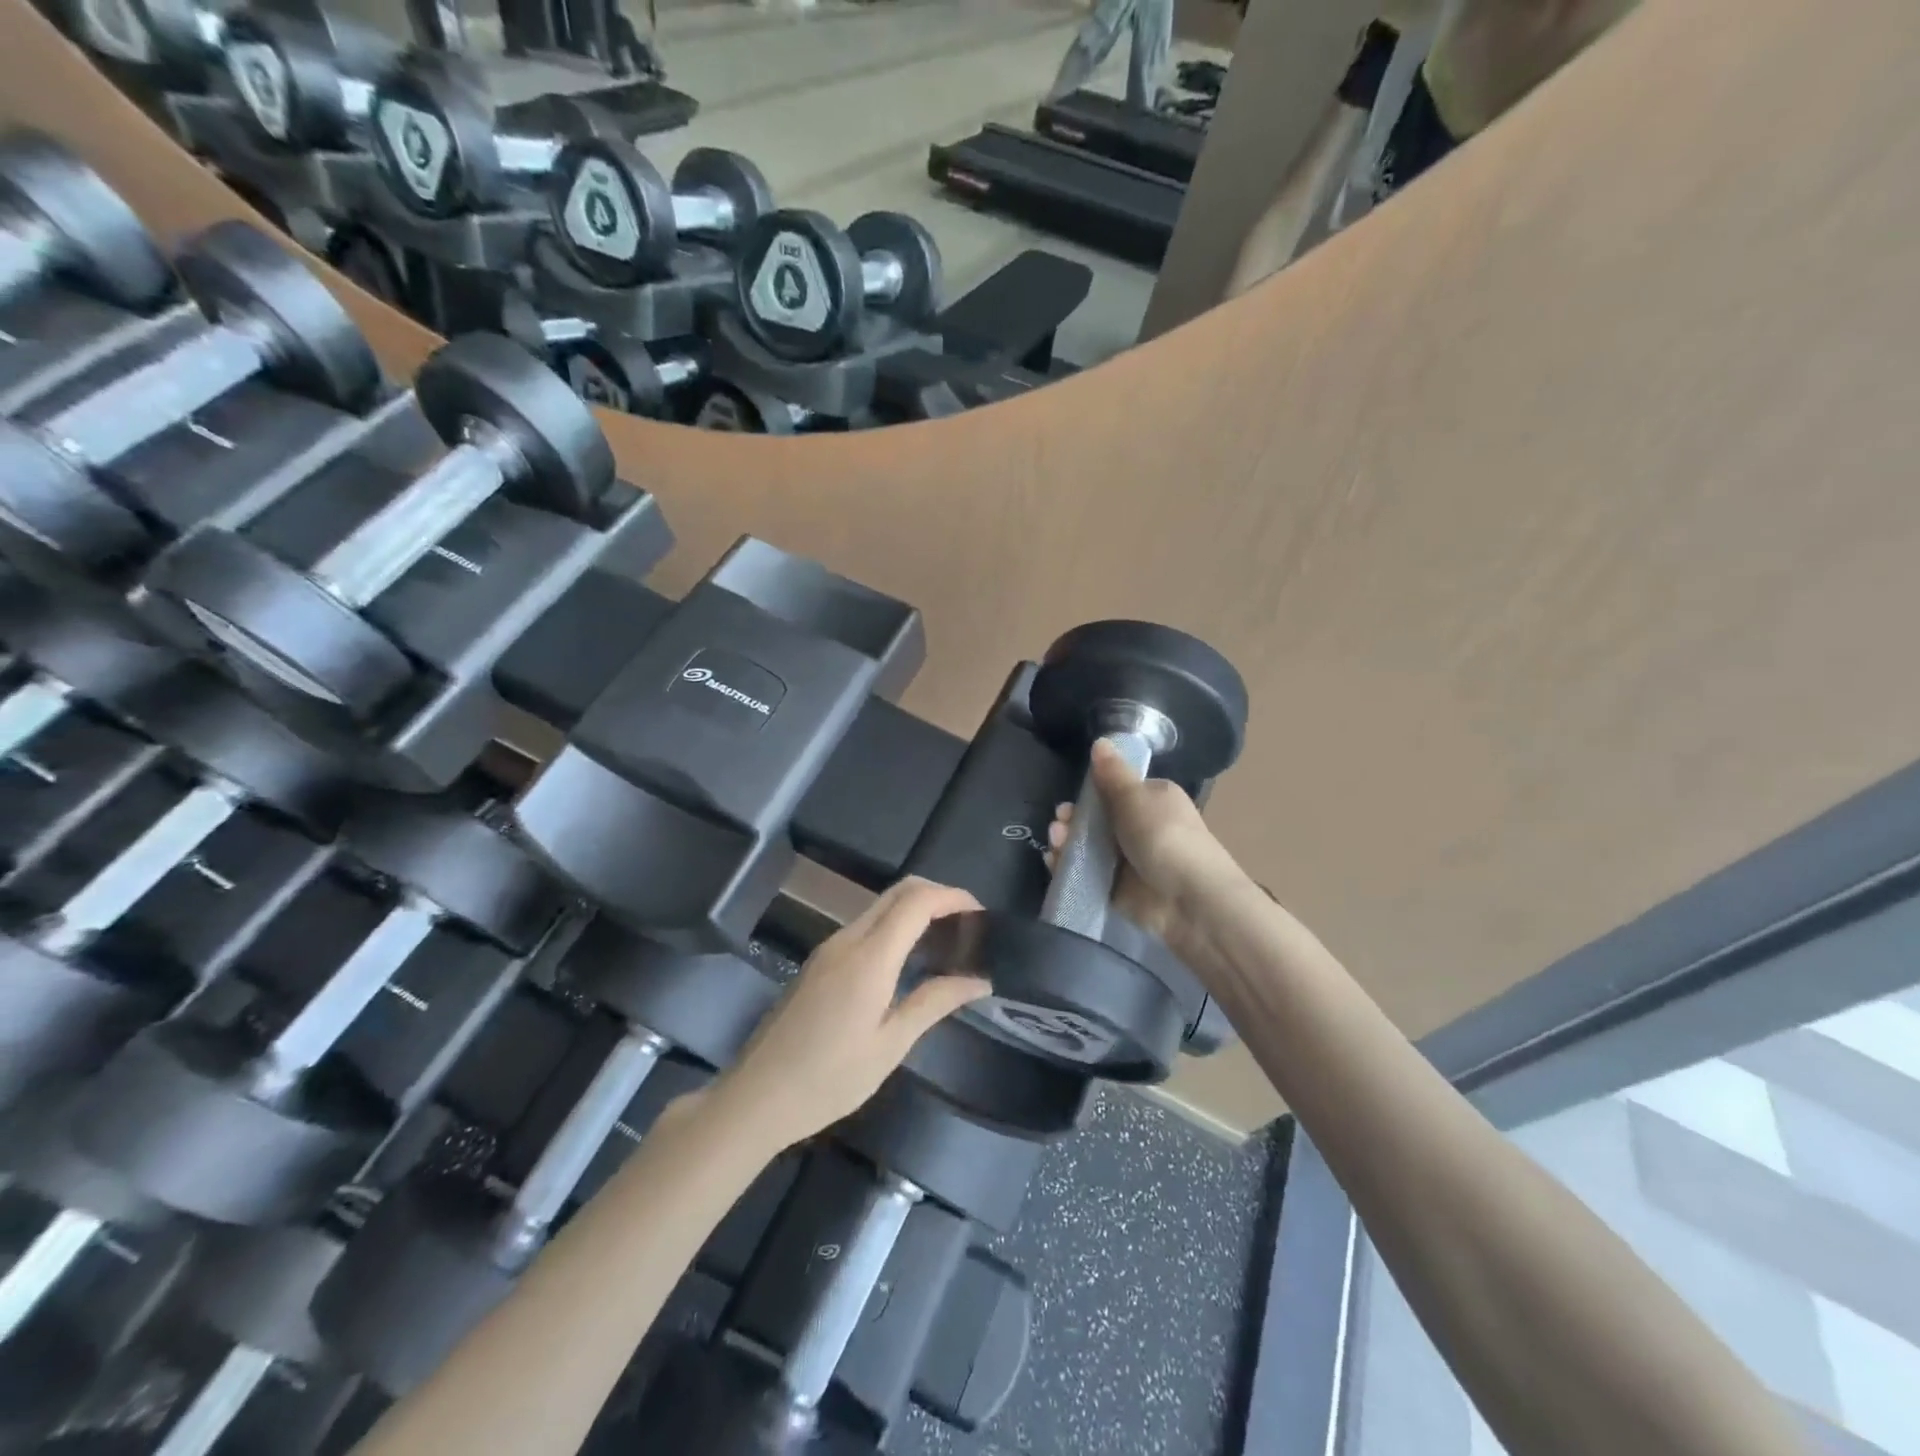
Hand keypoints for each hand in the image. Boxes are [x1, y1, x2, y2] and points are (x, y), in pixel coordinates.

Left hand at [708, 878, 989, 1151]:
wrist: (756, 1097)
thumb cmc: (829, 1079)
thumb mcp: (890, 1046)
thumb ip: (935, 1002)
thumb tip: (979, 979)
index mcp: (869, 957)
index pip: (916, 901)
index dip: (953, 896)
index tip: (983, 914)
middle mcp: (847, 939)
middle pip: (898, 892)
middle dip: (937, 895)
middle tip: (970, 924)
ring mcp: (829, 948)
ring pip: (880, 906)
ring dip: (915, 910)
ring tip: (948, 941)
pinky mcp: (819, 961)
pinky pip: (865, 926)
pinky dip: (895, 926)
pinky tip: (911, 958)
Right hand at [1048, 739, 1248, 978]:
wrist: (1187, 899)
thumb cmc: (1164, 836)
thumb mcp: (1136, 797)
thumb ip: (1112, 773)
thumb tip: (1100, 741)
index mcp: (1151, 800)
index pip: (1115, 790)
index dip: (1091, 792)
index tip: (1073, 796)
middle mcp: (1140, 827)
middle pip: (1096, 819)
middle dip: (1073, 819)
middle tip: (1060, 823)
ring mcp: (1127, 859)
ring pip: (1087, 845)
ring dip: (1067, 841)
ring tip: (1057, 842)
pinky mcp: (1115, 887)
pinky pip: (1085, 872)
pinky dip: (1068, 867)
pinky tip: (1055, 862)